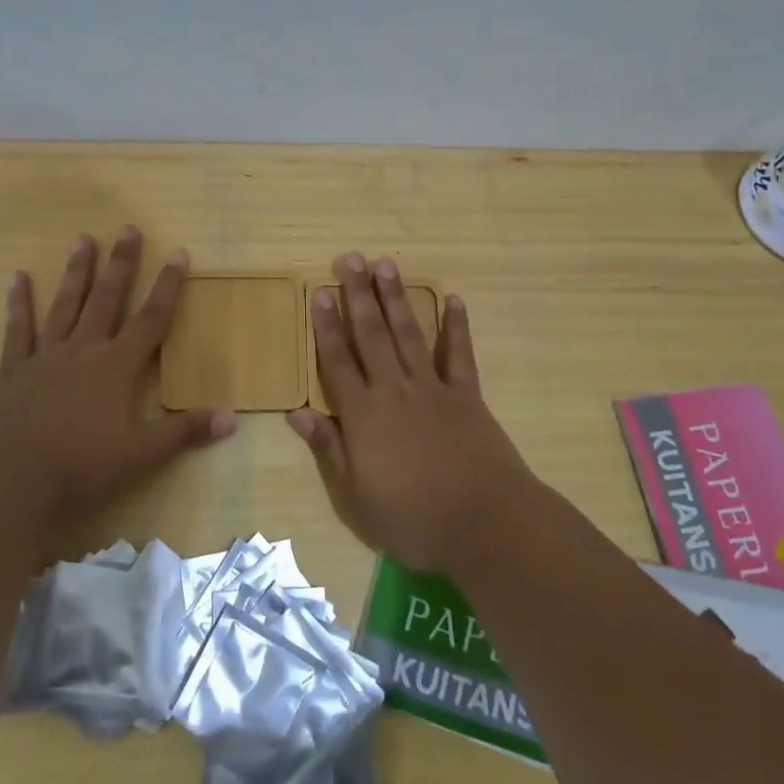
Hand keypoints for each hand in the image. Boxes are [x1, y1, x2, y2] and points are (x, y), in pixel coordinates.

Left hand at [0, 227, 235, 548]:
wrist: (8, 482)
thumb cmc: (80, 468)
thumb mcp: (140, 455)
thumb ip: (184, 432)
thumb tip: (232, 418)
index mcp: (116, 367)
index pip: (151, 319)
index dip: (168, 287)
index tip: (179, 253)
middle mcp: (83, 351)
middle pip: (107, 299)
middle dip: (121, 264)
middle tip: (128, 229)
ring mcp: (45, 358)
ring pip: (65, 305)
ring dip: (76, 272)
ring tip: (82, 238)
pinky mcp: (14, 372)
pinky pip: (18, 331)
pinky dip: (18, 304)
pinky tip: (17, 278)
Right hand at [288, 253, 538, 574]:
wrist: (486, 525)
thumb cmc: (414, 520)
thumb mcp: (356, 498)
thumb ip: (329, 450)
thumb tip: (298, 413)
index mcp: (364, 416)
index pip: (338, 362)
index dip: (326, 326)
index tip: (320, 292)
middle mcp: (394, 391)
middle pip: (371, 336)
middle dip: (358, 295)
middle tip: (350, 259)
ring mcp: (433, 390)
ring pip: (409, 334)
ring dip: (396, 298)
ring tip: (386, 265)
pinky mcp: (467, 396)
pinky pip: (459, 354)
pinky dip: (456, 326)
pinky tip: (453, 300)